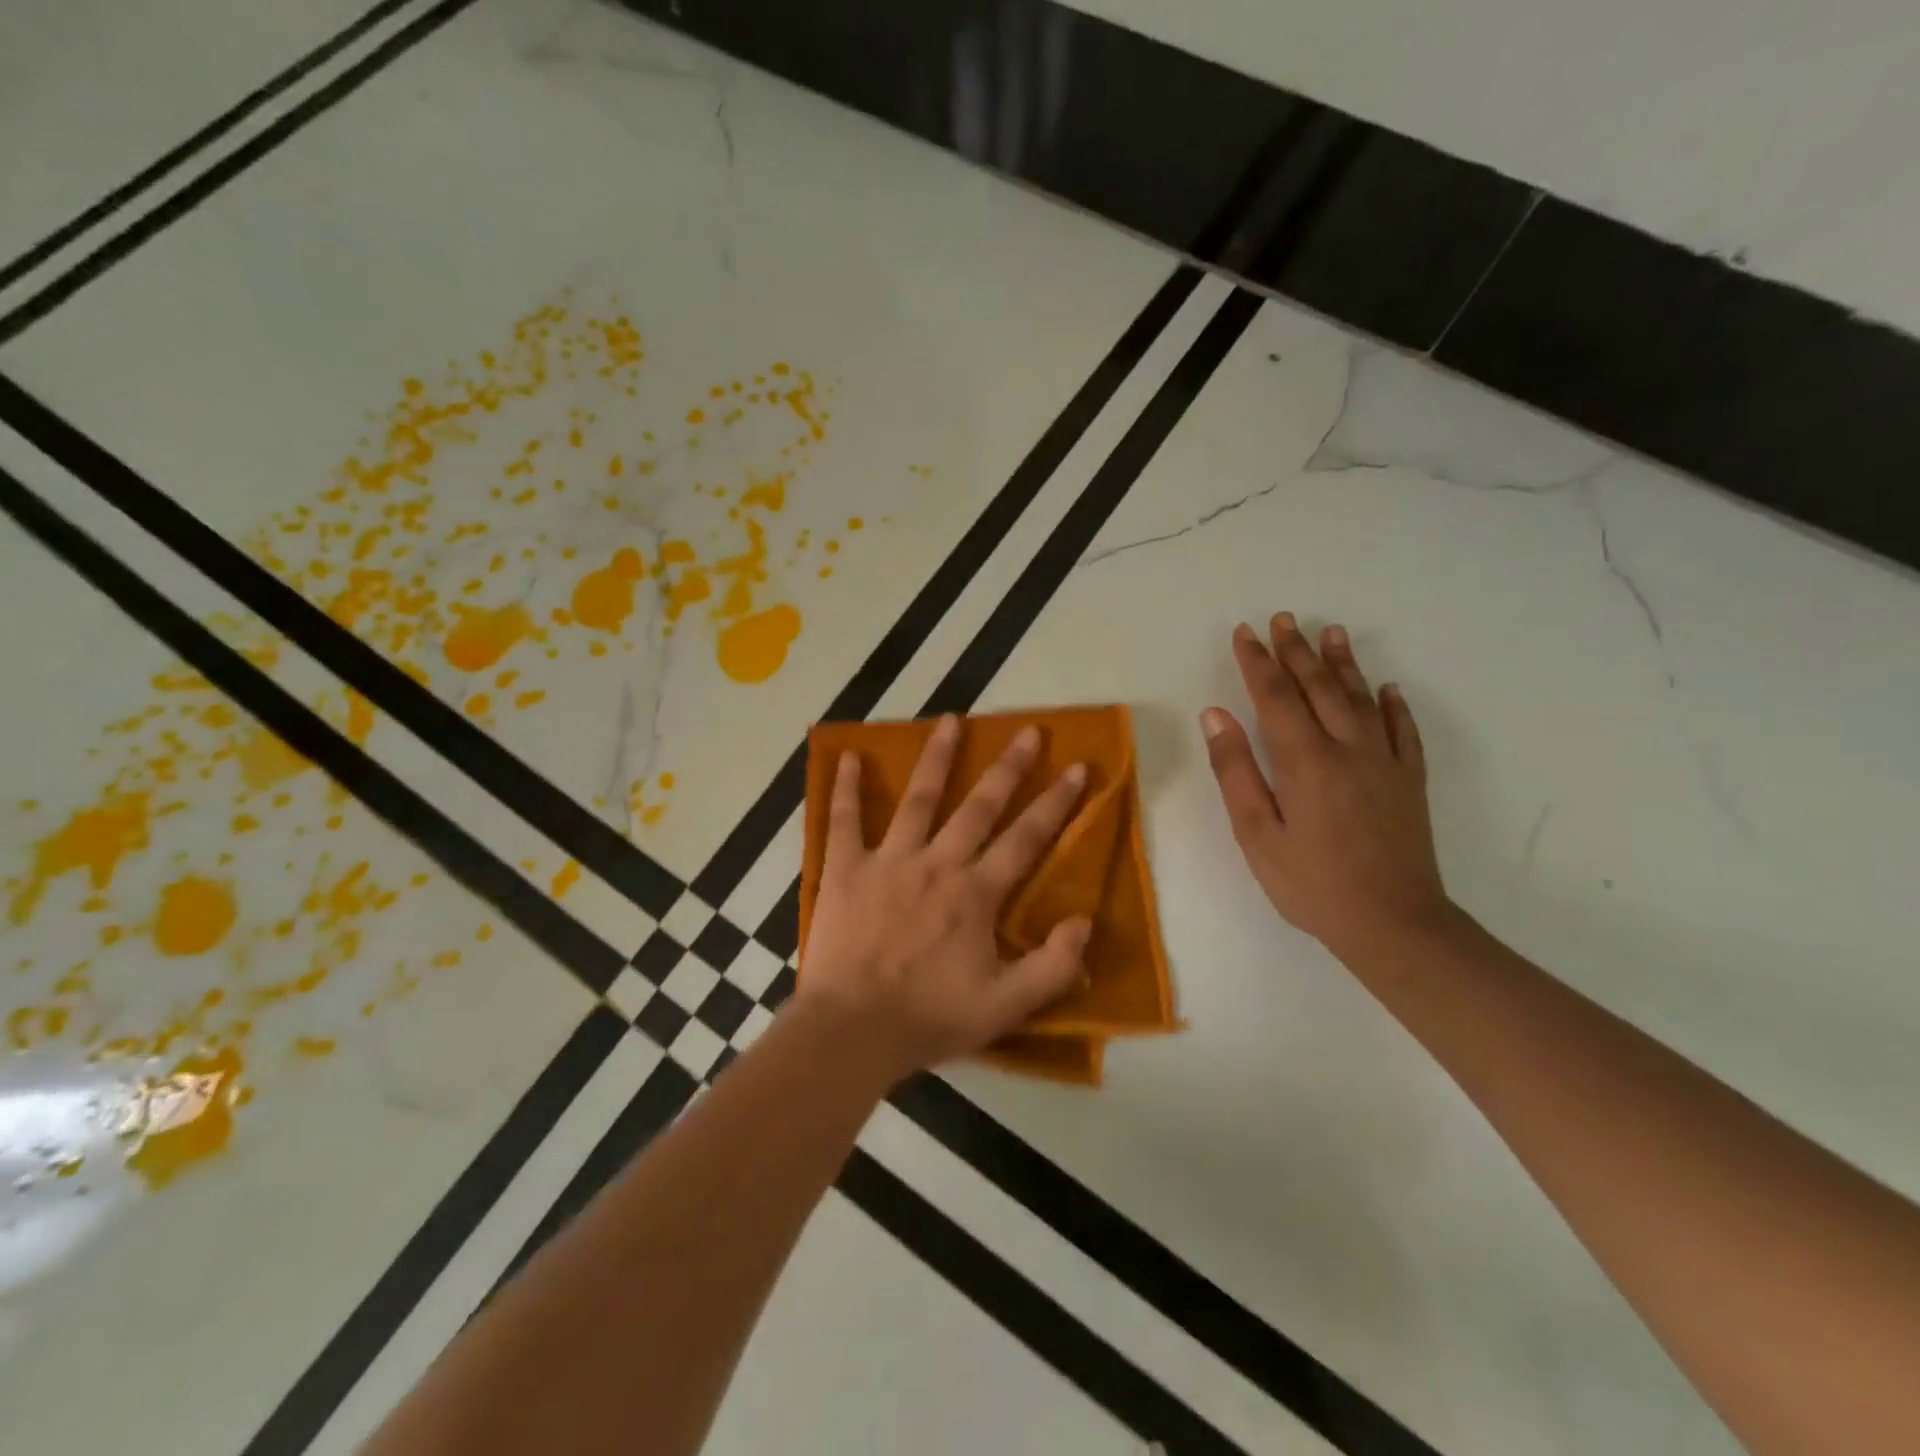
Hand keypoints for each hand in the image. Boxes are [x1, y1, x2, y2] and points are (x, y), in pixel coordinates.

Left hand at [798, 715, 1092, 1081]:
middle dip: (1009, 768)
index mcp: (976, 893)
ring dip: (936, 758)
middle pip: (980, 806)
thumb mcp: (1006, 1006)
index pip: (1026, 838)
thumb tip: (1084, 920)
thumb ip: (1052, 966)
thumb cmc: (929, 1018)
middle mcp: (938, 864)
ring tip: (950, 720)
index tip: (1078, 767)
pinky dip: (845, 788)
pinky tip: (849, 757)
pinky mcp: (846, 870)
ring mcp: (889, 861)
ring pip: (918, 799)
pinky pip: (844, 821)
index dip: (1057, 802)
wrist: (852, 1032)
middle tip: (1028, 731)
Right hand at [1201, 612, 1449, 958]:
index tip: (1245, 632)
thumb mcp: (1257, 833)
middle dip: (1296, 651)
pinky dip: (1393, 705)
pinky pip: (1402, 731)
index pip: (1276, 697)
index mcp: (1304, 761)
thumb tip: (1215, 715)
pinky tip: (1387, 688)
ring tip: (1330, 632)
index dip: (1258, 663)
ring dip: (1343, 663)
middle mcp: (1347, 749)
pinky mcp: (1408, 782)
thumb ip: (1235, 770)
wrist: (1394, 924)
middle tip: (1282, 619)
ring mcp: (1384, 763)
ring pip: (1361, 699)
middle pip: (1319, 688)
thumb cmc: (1311, 883)